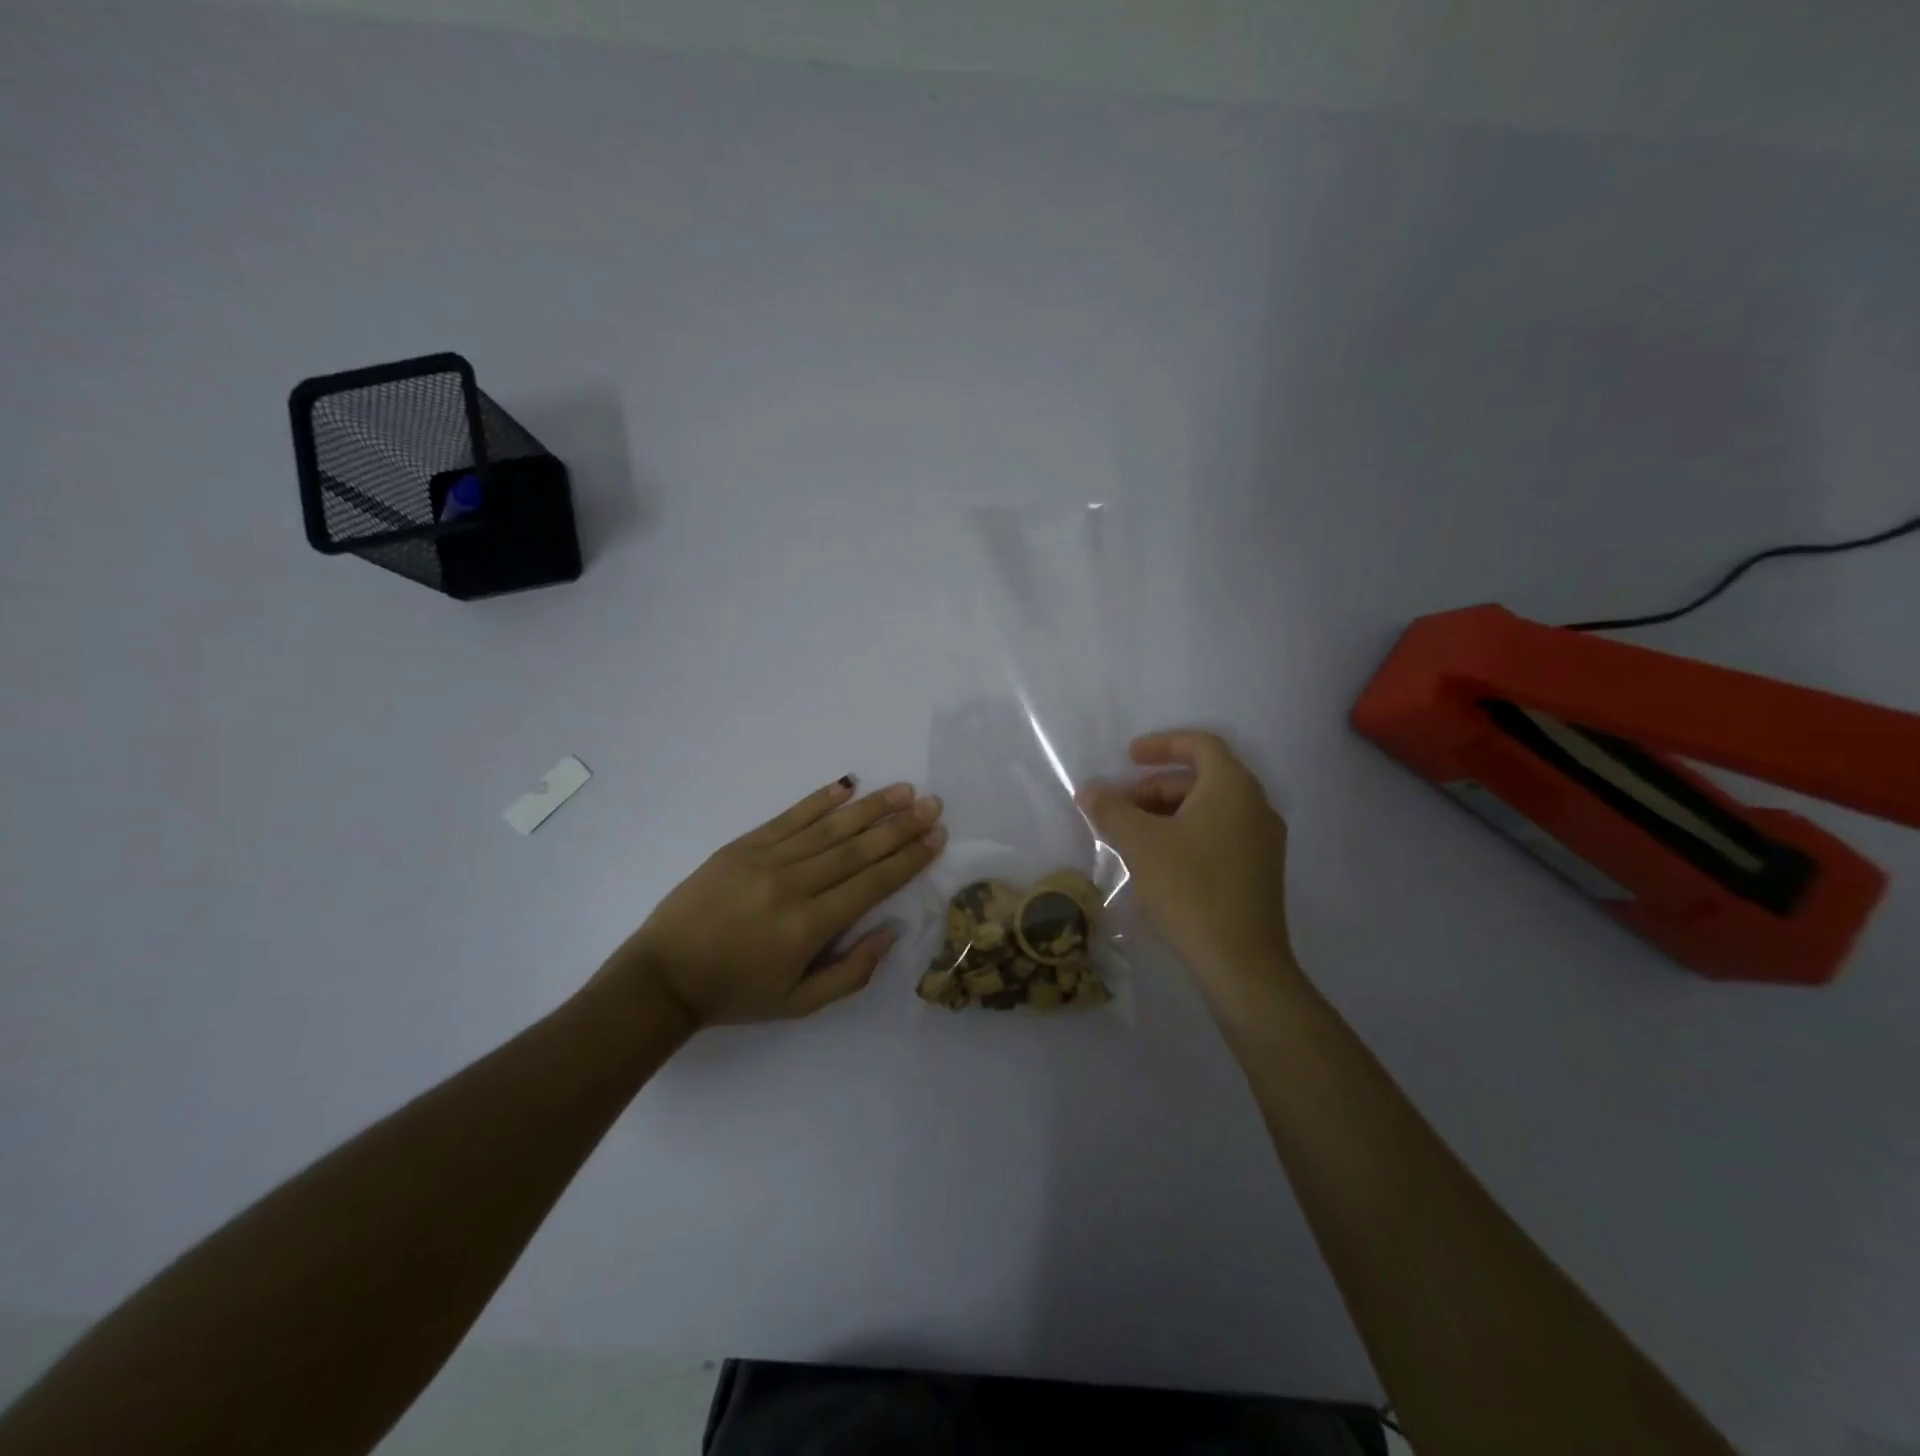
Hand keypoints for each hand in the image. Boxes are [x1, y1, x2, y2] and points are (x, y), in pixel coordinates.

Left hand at [598, 779, 946, 1028]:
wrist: (663, 976)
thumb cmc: (736, 993)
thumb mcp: (799, 1003)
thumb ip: (851, 972)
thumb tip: (890, 931)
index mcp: (809, 927)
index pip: (872, 884)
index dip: (908, 859)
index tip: (936, 837)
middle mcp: (793, 886)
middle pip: (857, 850)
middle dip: (900, 826)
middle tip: (933, 804)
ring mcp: (765, 860)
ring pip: (829, 828)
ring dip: (870, 808)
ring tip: (904, 790)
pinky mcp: (742, 846)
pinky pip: (789, 818)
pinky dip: (819, 801)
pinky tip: (846, 786)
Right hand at [1077, 731, 1293, 1015]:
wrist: (1241, 962)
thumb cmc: (1190, 888)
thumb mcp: (1140, 843)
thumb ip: (1111, 809)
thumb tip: (1089, 789)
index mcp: (1233, 787)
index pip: (1200, 745)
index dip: (1161, 744)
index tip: (1128, 757)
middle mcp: (1256, 806)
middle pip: (1201, 779)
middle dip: (1155, 787)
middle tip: (1119, 808)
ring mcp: (1263, 841)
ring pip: (1209, 809)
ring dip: (1167, 812)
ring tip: (1132, 837)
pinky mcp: (1261, 871)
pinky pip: (1220, 834)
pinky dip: (1187, 833)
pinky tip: (1159, 861)